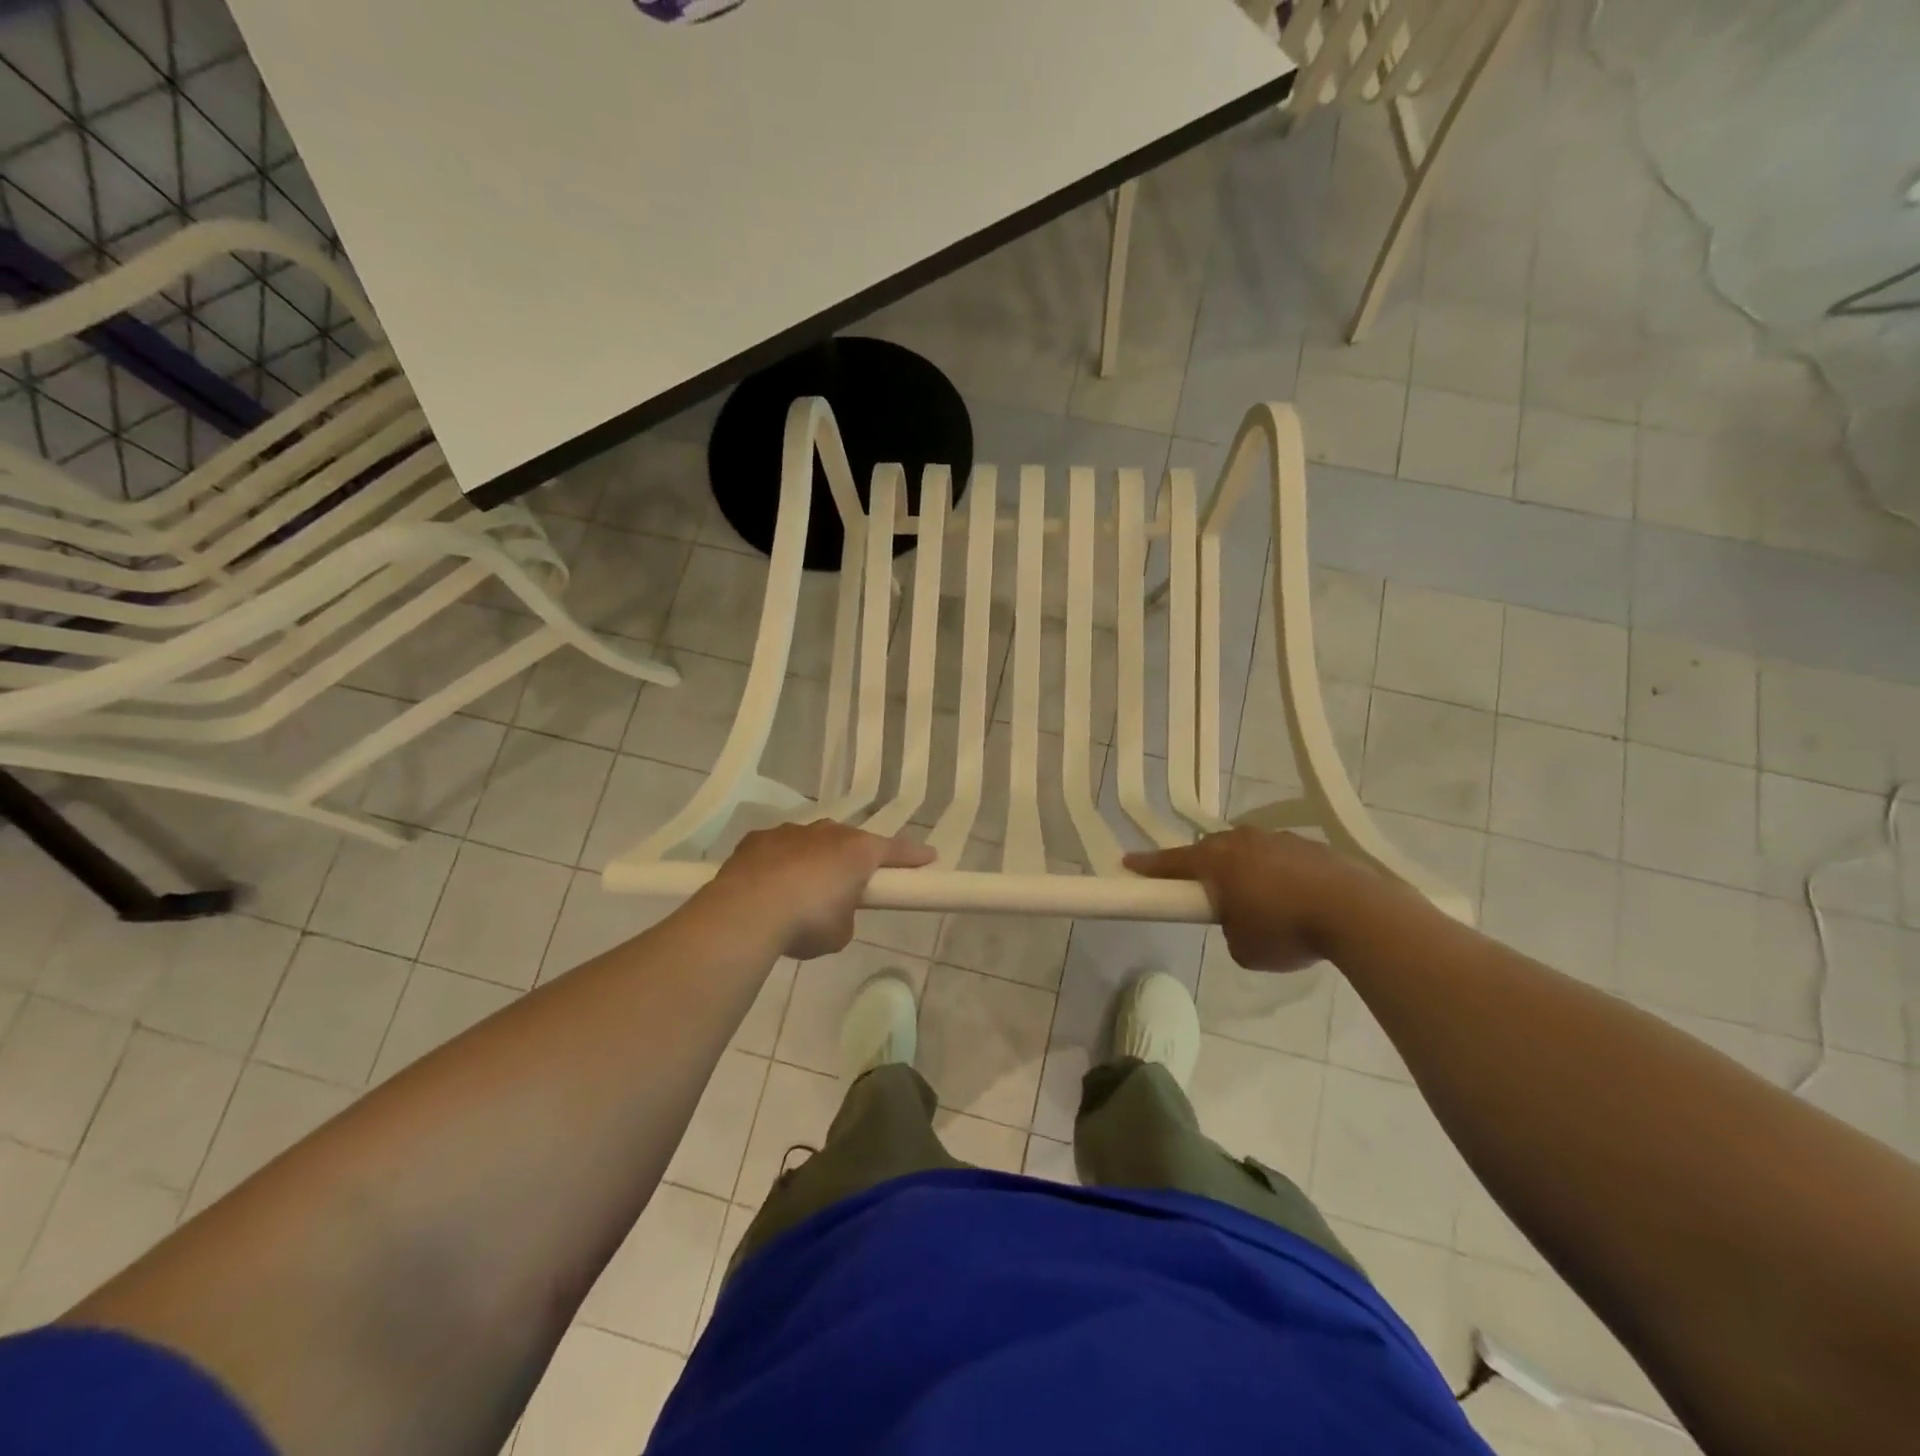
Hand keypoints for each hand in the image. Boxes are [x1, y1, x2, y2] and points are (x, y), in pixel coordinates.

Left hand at [713, 822, 934, 959]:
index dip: (914, 857)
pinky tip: (770, 885)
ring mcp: (790, 832)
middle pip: (850, 841)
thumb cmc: (806, 922)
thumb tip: (834, 913)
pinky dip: (780, 863)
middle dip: (854, 858)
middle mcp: (827, 832)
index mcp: (857, 851)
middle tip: (853, 882)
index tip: (929, 858)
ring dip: (814, 859)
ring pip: (812, 841)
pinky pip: (778, 849)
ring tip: (804, 889)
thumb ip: (845, 917)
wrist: (745, 913)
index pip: (896, 850)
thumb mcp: (839, 933)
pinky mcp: (757, 839)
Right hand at [1124, 828, 1379, 972]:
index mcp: (1218, 860)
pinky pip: (1279, 857)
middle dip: (1203, 867)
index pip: (1172, 862)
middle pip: (1211, 850)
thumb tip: (1240, 920)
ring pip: (1248, 850)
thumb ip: (1230, 929)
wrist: (1356, 912)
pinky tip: (1292, 898)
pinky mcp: (1311, 846)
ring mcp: (1279, 839)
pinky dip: (1276, 874)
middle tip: (1202, 890)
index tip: (1128, 863)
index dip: (1148, 866)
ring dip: (1243, 869)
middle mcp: (1243, 841)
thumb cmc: (1286, 930)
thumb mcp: (1243, 948)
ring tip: (1256, 899)